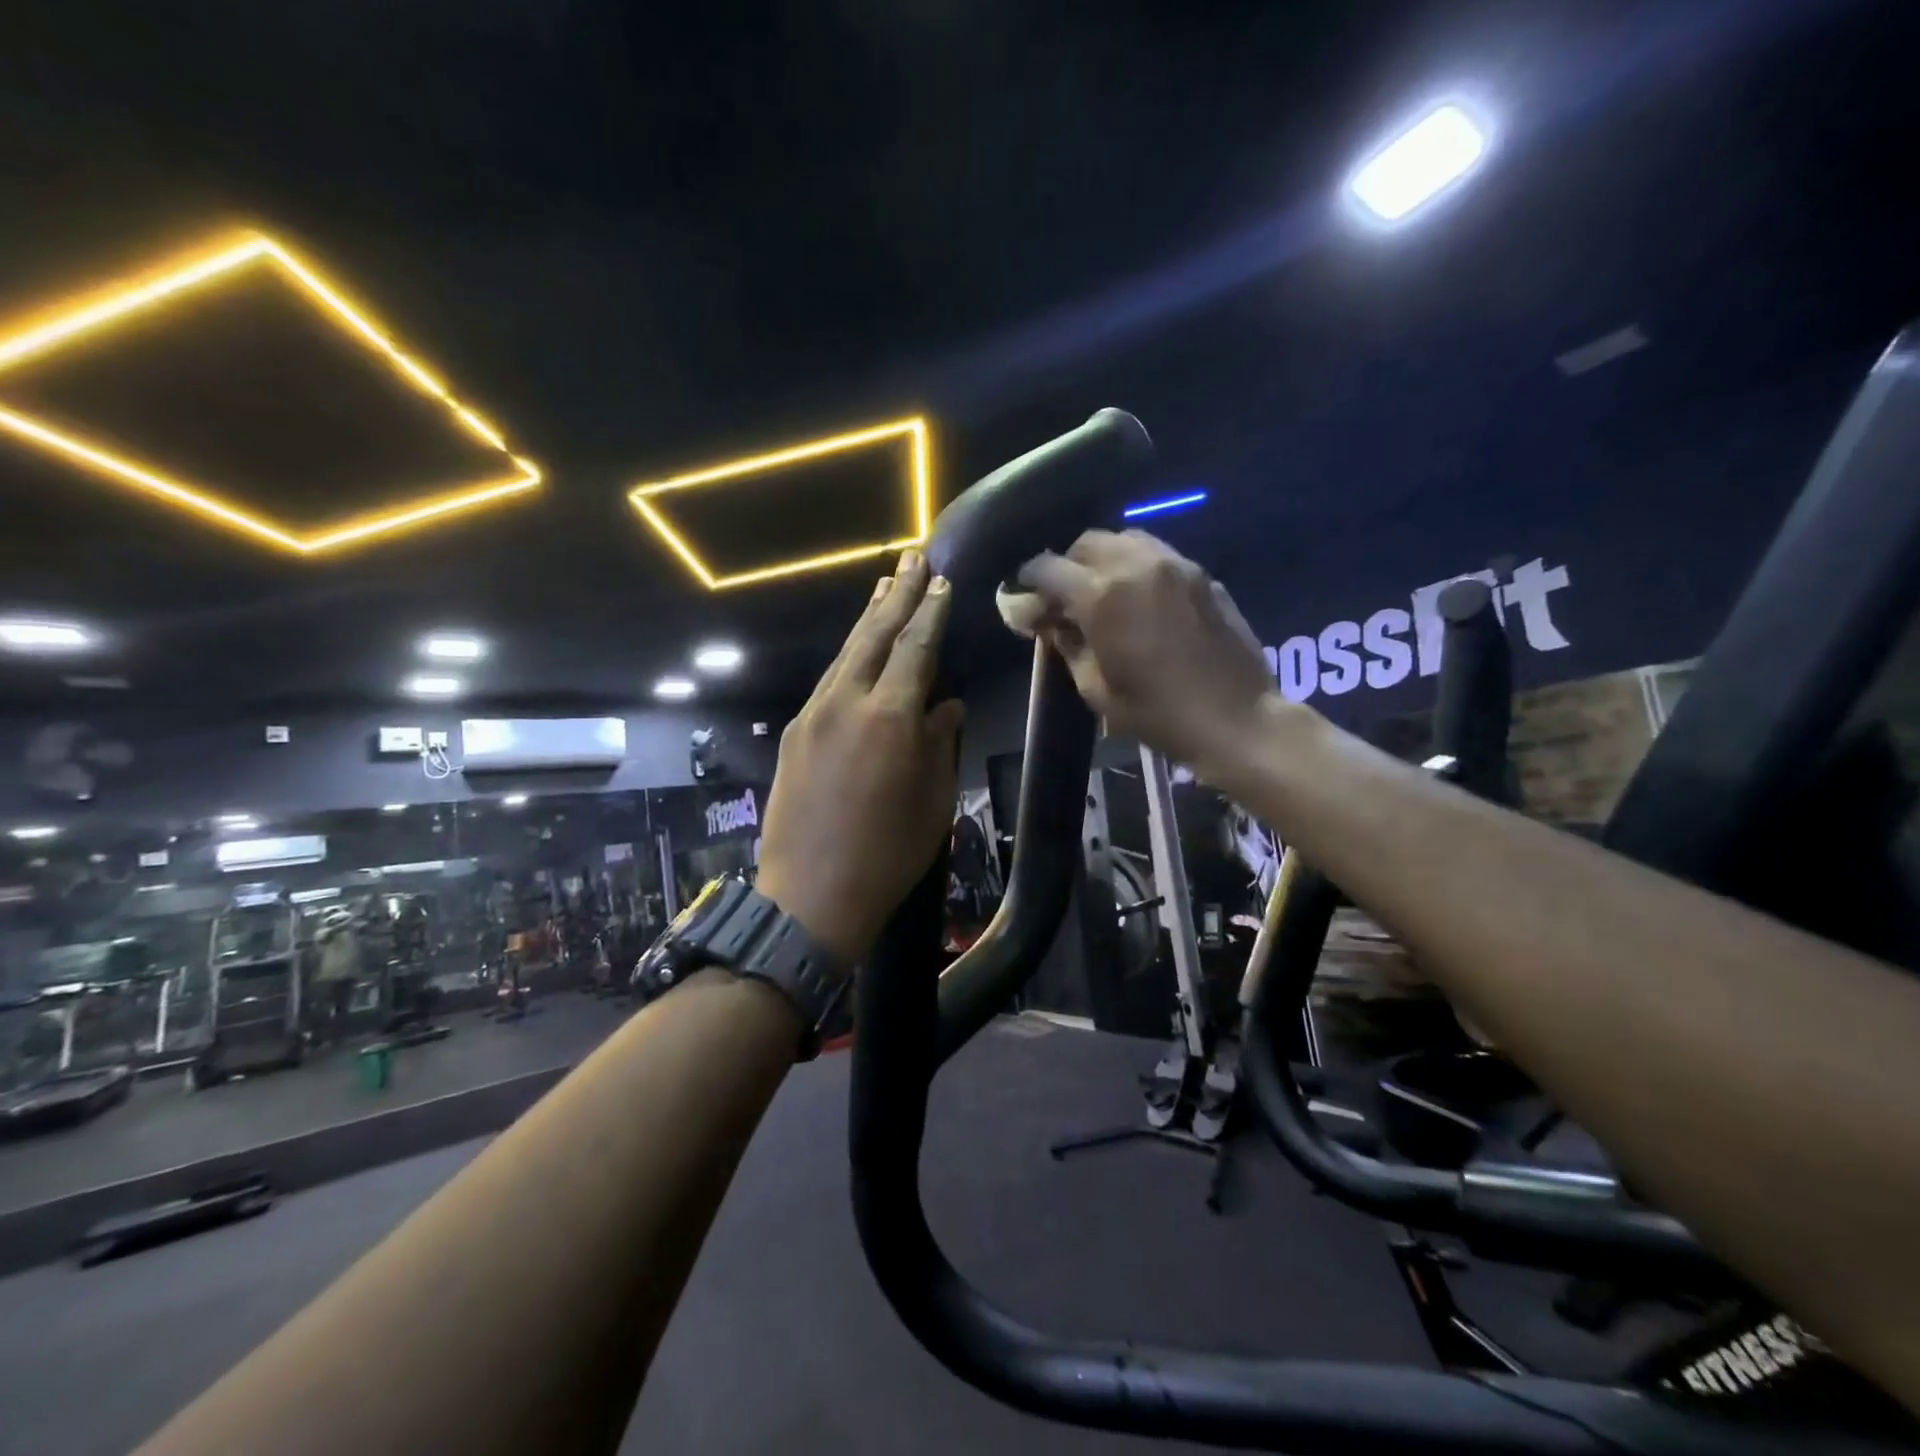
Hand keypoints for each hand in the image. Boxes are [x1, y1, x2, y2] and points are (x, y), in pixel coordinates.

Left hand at [756, 551, 965, 965]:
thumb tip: (945, 705)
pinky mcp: (794, 733)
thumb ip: (939, 743)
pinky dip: (848, 658)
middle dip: (897, 594)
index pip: (915, 648)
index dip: (931, 612)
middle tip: (913, 559)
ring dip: (868, 619)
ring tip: (886, 588)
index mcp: (890, 717)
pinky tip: (858, 653)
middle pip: (873, 635)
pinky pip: (827, 682)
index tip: (942, 580)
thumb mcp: (932, 802)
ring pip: (845, 654)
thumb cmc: (887, 855)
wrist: (810, 896)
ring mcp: (813, 715)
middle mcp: (846, 702)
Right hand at [1005, 529, 1279, 778]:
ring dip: (1105, 560)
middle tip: (1065, 600)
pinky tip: (1142, 601)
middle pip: (1087, 543)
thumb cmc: (1158, 714)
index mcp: (1102, 597)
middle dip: (1068, 566)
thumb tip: (1052, 622)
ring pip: (1126, 540)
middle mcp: (1136, 566)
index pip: (1048, 569)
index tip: (1025, 600)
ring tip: (1105, 593)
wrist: (1237, 719)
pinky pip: (1158, 555)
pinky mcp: (1202, 575)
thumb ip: (1068, 646)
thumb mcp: (1097, 690)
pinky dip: (1138, 567)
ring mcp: (1175, 565)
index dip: (1029, 582)